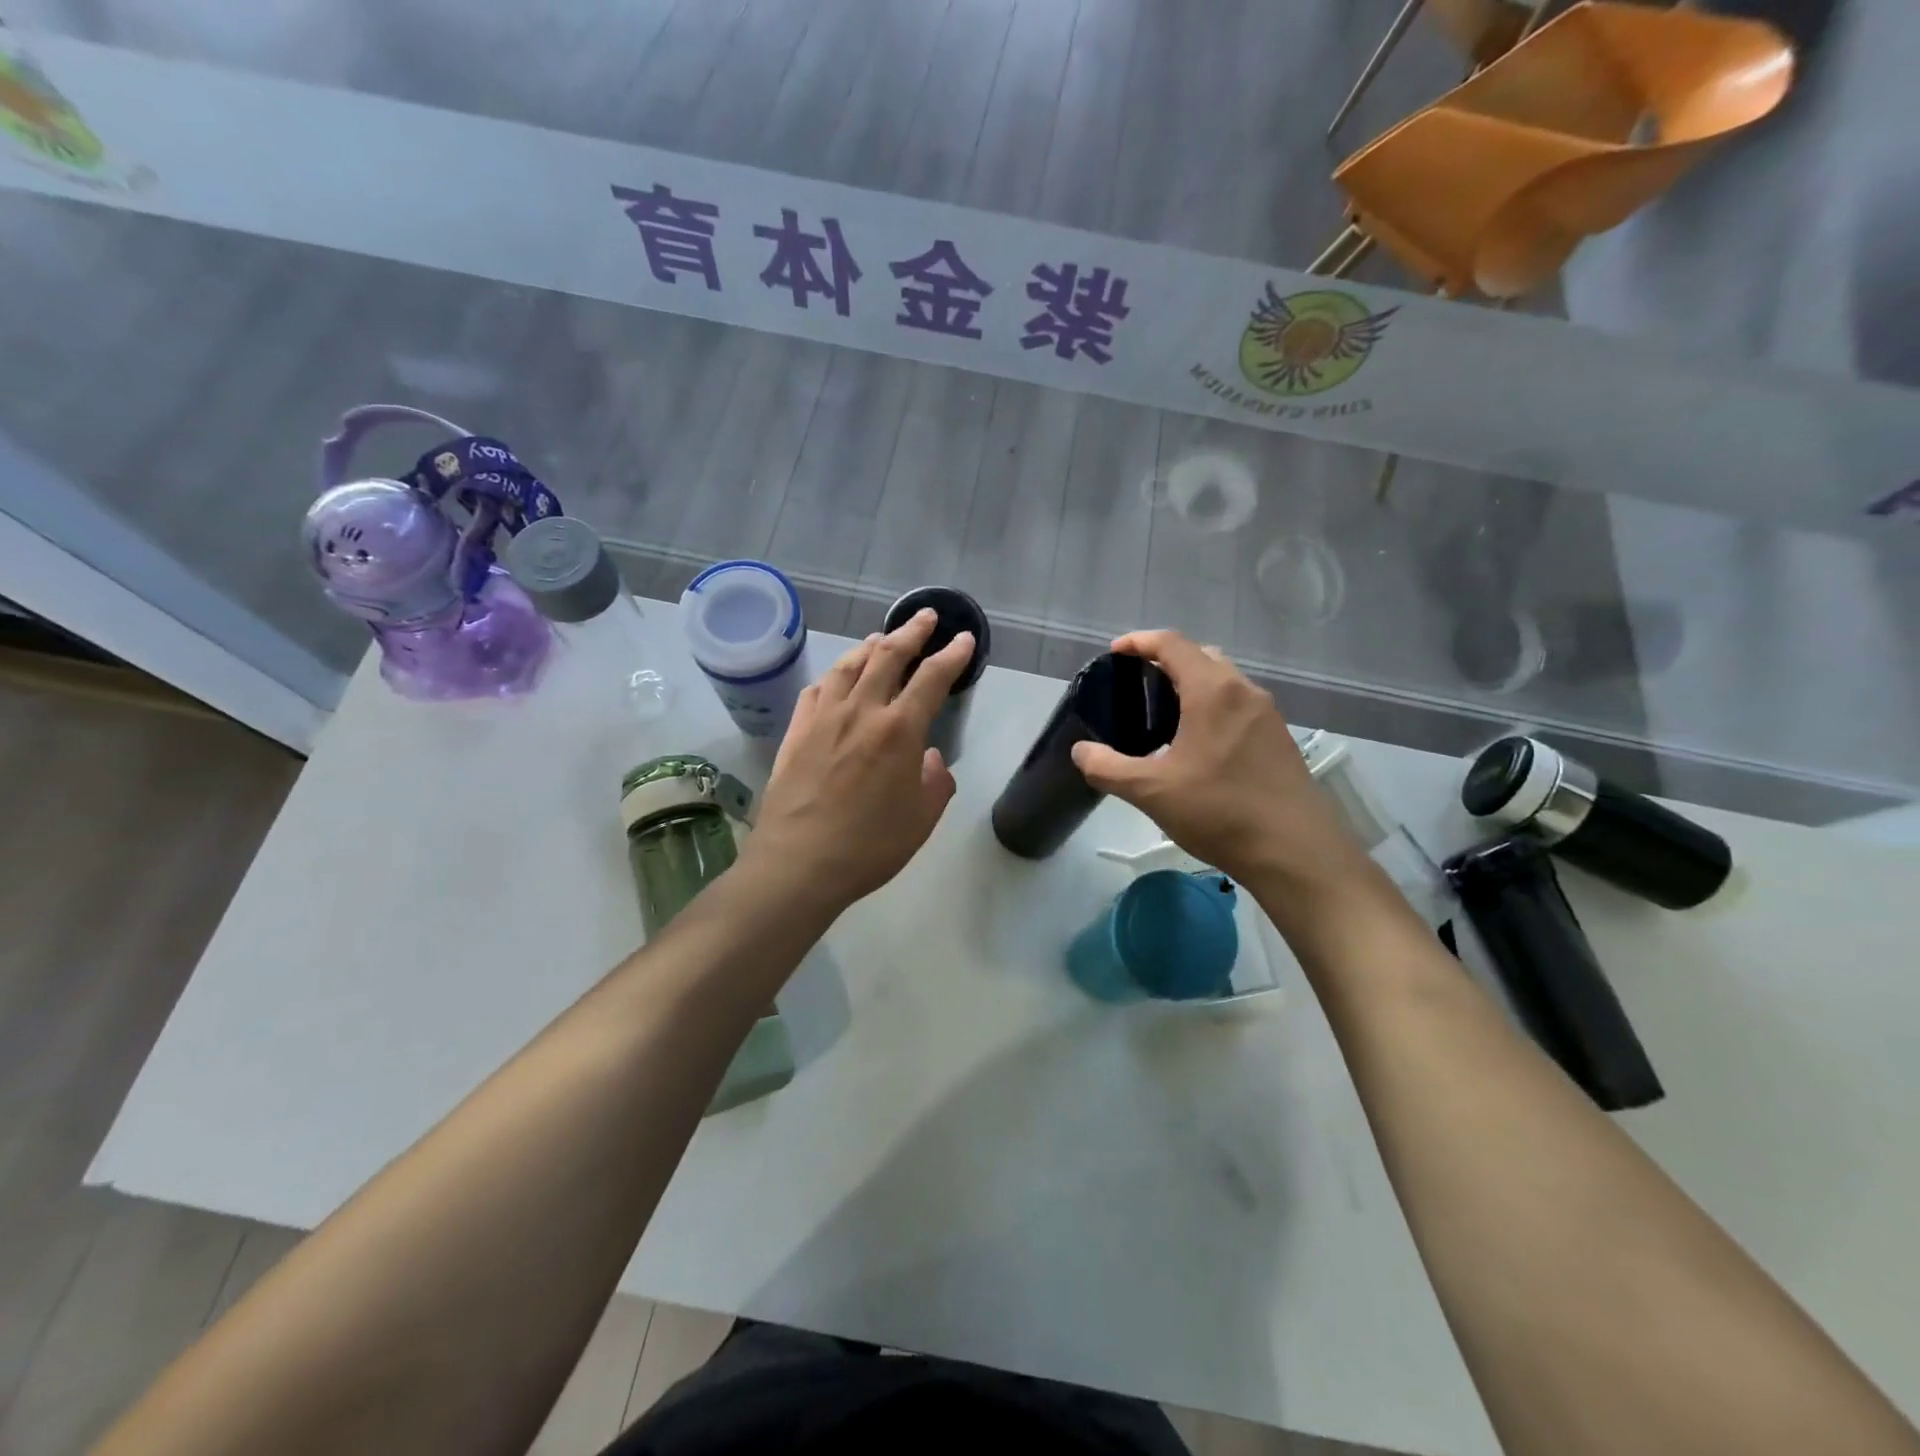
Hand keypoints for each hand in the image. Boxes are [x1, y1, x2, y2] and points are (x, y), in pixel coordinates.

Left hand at [745, 609, 974, 916]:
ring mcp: (823, 717)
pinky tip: (837, 677)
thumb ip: (935, 781)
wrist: (799, 862)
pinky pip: (817, 689)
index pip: (932, 678)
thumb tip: (928, 758)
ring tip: (882, 639)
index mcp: (899, 730)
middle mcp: (861, 711)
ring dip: (870, 646)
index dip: (951, 655)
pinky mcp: (796, 731)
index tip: (962, 639)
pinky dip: (833, 675)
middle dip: (911, 632)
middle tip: (926, 617)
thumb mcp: (922, 819)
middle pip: (888, 656)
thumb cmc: (870, 846)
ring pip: (848, 665)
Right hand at [1070, 630, 1367, 890]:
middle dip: (1167, 661)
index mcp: (1212, 691)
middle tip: (1138, 685)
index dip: (1139, 642)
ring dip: (1193, 685)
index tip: (1115, 652)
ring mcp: (1268, 715)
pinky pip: (1240, 706)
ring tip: (1164, 716)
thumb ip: (1108, 768)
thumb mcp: (1151, 791)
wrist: (1295, 852)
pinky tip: (1198, 746)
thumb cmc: (1219, 811)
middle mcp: (1245, 691)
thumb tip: (1081, 751)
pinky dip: (1213, 707)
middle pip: (1202, 655)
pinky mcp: (1280, 739)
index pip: (1172, 644)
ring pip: (1224, 681)